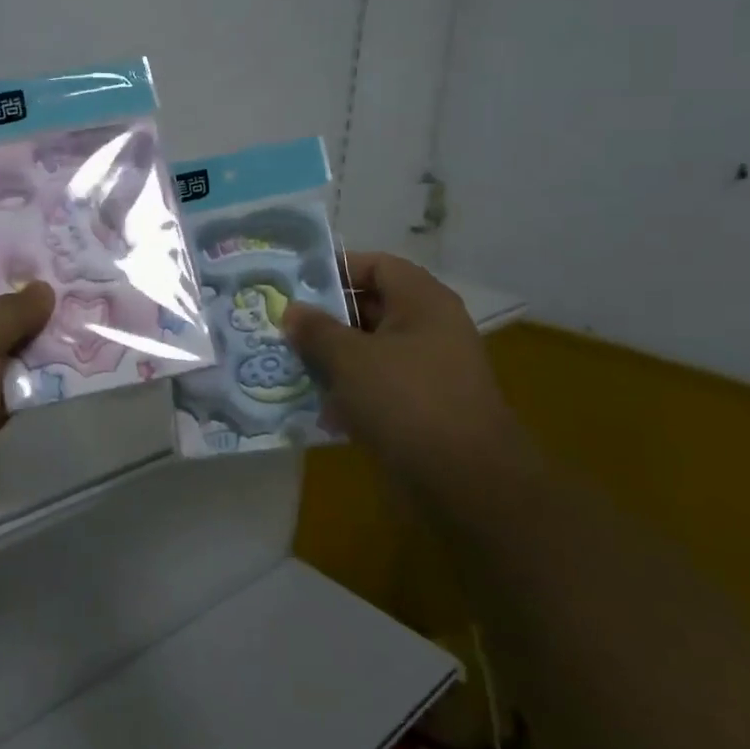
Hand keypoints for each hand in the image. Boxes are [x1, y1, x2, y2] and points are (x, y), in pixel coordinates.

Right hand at [282, 253, 518, 487]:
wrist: (466, 483)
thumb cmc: (406, 401)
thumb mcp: (350, 359)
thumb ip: (316, 330)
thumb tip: (292, 311)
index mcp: (422, 301)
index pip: (376, 265)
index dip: (336, 269)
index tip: (295, 284)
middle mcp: (430, 328)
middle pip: (371, 308)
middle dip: (326, 318)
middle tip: (284, 327)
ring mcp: (429, 370)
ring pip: (372, 350)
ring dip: (334, 358)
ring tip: (292, 366)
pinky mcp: (423, 408)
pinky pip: (379, 386)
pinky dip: (351, 392)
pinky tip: (320, 410)